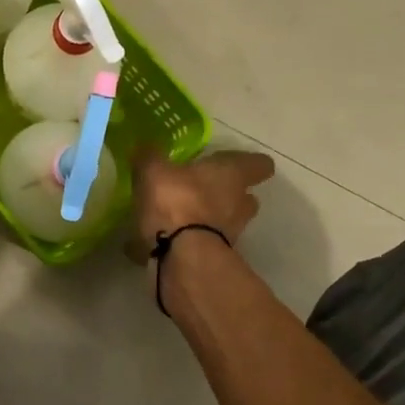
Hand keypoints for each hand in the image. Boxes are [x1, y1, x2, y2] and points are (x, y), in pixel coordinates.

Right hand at [129, 147, 275, 259]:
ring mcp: (231, 234)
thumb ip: (150, 156)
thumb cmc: (177, 202)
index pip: (258, 164)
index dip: (250, 164)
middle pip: (246, 197)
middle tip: (204, 191)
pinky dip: (189, 243)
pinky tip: (162, 243)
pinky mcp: (215, 259)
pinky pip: (203, 245)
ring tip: (180, 219)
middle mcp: (240, 203)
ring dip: (209, 221)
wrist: (183, 256)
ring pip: (226, 223)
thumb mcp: (154, 171)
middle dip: (228, 195)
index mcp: (232, 175)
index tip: (235, 163)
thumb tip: (145, 145)